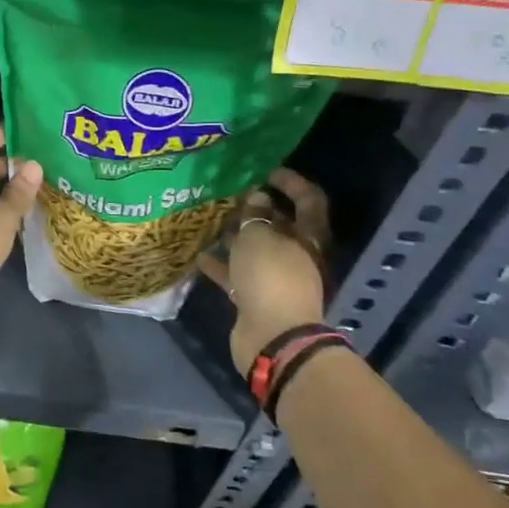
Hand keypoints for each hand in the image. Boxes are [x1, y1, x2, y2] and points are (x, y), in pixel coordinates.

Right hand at [197, 168, 329, 375]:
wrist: (272, 336)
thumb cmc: (271, 277)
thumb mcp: (259, 237)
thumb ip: (255, 215)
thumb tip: (257, 198)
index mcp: (308, 236)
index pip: (308, 200)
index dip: (292, 183)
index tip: (267, 170)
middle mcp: (296, 255)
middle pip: (279, 225)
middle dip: (255, 210)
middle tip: (228, 196)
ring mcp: (276, 278)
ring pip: (255, 250)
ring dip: (235, 237)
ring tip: (209, 221)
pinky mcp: (257, 298)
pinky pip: (238, 275)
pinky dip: (222, 265)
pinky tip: (199, 255)